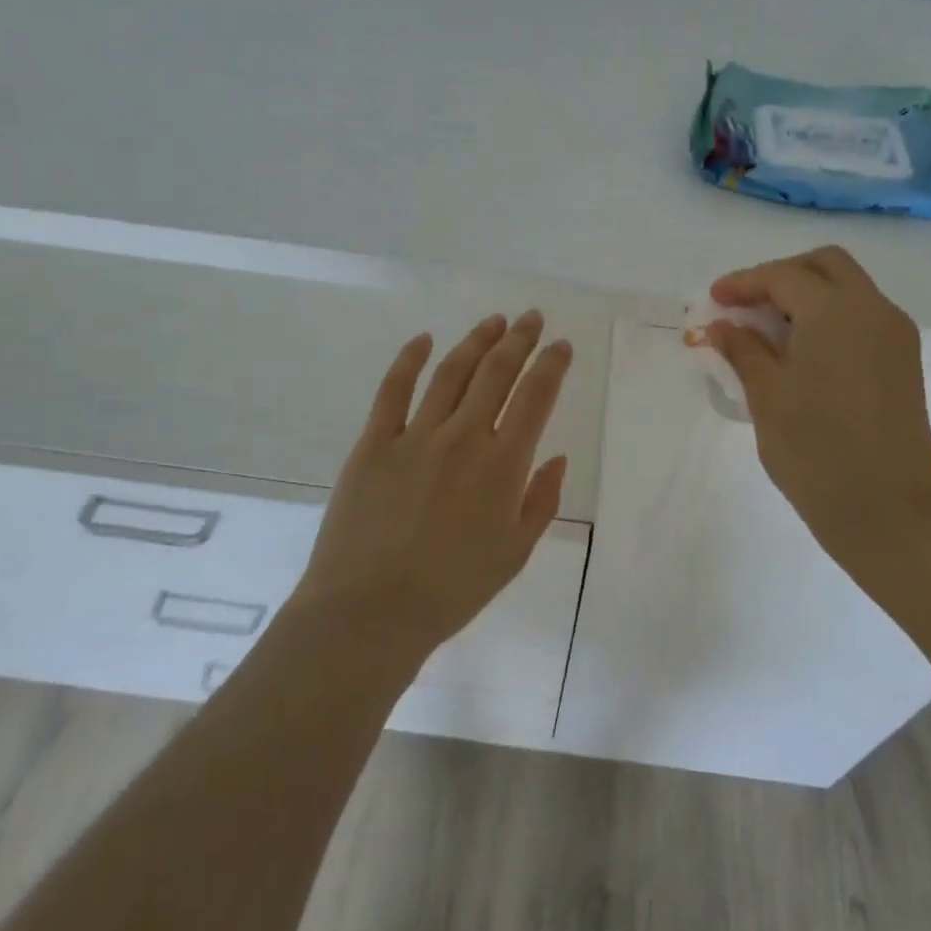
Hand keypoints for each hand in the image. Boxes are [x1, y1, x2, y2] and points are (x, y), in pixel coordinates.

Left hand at [293, 310, 573, 659]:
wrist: (370, 612)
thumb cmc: (452, 590)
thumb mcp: (515, 554)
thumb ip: (542, 500)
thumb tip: (556, 457)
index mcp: (503, 465)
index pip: (536, 397)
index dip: (552, 364)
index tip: (560, 346)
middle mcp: (464, 438)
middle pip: (497, 372)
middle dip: (519, 339)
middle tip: (531, 318)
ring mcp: (415, 436)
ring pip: (452, 372)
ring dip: (476, 341)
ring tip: (494, 321)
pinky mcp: (374, 443)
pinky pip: (393, 390)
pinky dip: (410, 359)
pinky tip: (424, 339)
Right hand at [706, 246, 930, 582]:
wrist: (890, 516)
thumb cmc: (817, 452)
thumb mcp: (767, 396)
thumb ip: (742, 350)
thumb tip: (722, 325)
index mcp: (838, 311)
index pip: (784, 276)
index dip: (743, 283)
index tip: (713, 300)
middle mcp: (874, 310)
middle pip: (826, 265)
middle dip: (781, 276)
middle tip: (746, 306)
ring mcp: (896, 336)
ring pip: (848, 290)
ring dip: (806, 296)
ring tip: (766, 331)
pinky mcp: (903, 364)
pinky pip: (861, 319)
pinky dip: (828, 319)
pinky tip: (799, 352)